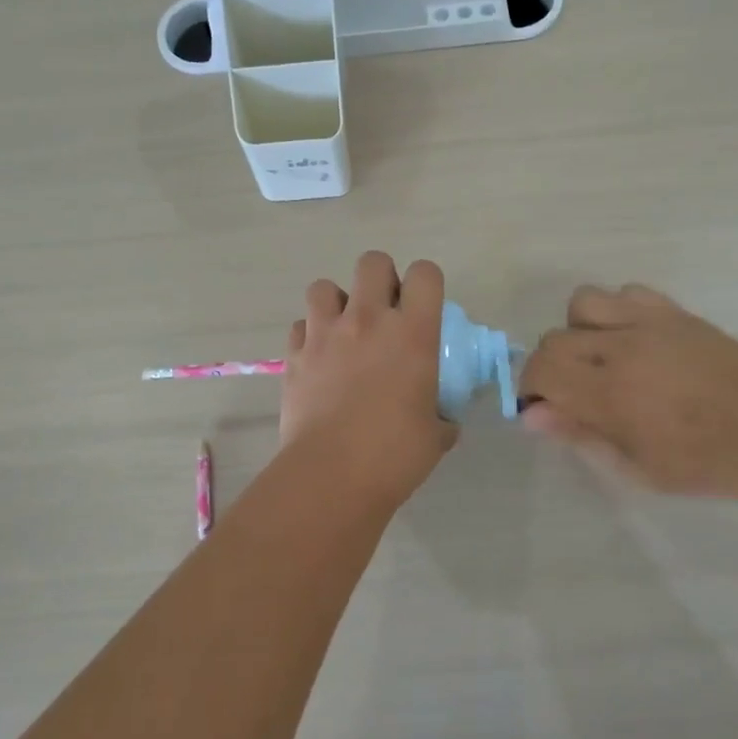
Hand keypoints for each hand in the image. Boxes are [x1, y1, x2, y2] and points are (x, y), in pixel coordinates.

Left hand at [280, 252, 458, 513]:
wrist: (332, 475)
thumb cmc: (394, 455)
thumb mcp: (436, 434)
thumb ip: (442, 415)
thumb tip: (443, 418)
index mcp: (412, 333)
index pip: (425, 273)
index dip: (426, 283)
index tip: (423, 306)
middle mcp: (368, 320)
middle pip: (372, 262)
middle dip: (380, 279)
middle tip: (384, 313)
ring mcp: (325, 334)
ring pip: (324, 286)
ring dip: (337, 302)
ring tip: (344, 331)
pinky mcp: (294, 355)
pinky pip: (300, 325)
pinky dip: (310, 335)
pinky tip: (318, 359)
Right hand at [518, 285, 737, 501]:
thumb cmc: (706, 464)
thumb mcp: (637, 468)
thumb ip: (580, 436)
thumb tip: (532, 415)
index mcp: (611, 394)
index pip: (541, 370)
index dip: (531, 389)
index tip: (546, 409)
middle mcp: (622, 348)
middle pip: (554, 338)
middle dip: (550, 367)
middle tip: (574, 393)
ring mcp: (650, 323)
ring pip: (583, 303)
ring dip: (579, 331)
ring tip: (600, 359)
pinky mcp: (675, 312)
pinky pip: (627, 292)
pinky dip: (617, 312)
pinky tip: (633, 340)